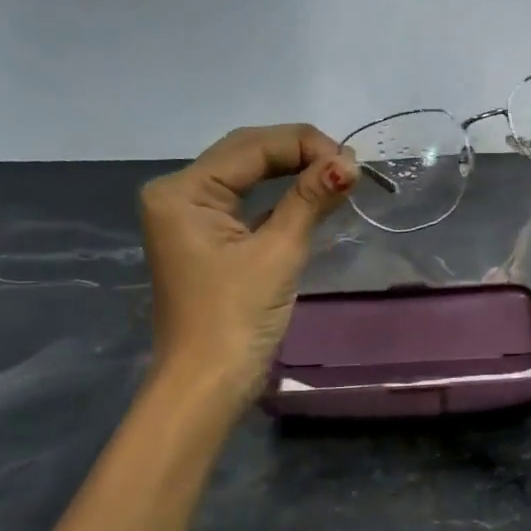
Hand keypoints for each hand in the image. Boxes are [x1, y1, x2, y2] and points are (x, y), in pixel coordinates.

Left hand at [139, 124, 357, 399]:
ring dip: (293, 174)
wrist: (207, 385)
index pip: (250, 146)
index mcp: (182, 191)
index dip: (304, 145)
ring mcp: (190, 218)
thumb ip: (310, 200)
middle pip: (246, 155)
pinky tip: (314, 197)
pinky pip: (246, 204)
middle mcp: (179, 194)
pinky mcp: (207, 240)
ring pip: (247, 177)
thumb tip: (348, 164)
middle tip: (349, 168)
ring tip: (339, 177)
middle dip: (299, 154)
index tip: (352, 162)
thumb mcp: (278, 253)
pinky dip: (281, 199)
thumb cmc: (236, 318)